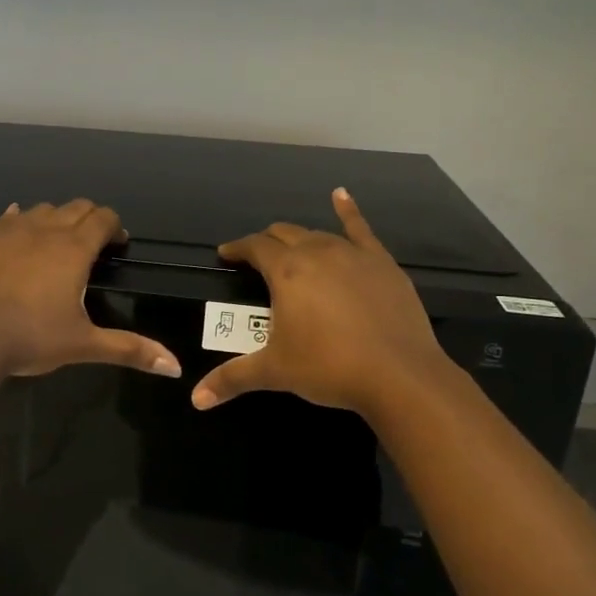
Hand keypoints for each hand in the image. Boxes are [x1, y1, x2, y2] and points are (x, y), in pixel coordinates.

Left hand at [0, 200, 182, 379]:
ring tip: (55, 243)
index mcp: (74, 249)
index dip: (114, 227)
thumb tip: (175, 367)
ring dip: (56, 219)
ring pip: (42, 209)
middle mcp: (45, 230)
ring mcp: (11, 231)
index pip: (103, 219)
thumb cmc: (32, 338)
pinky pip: (8, 218)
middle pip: (76, 207)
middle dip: (89, 219)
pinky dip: (20, 220)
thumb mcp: (84, 344)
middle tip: (92, 244)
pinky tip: (18, 230)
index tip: (117, 245)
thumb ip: (130, 349)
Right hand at [191, 188, 449, 416]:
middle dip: (266, 243)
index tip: (226, 255)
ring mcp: (353, 254)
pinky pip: (361, 229)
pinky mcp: (382, 263)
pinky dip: (348, 210)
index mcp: (286, 271)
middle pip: (284, 234)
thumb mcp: (275, 372)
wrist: (399, 374)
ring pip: (317, 233)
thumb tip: (196, 399)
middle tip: (257, 259)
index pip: (255, 247)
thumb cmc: (328, 367)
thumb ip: (232, 379)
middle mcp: (317, 252)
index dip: (238, 249)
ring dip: (300, 239)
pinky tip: (341, 195)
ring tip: (292, 249)